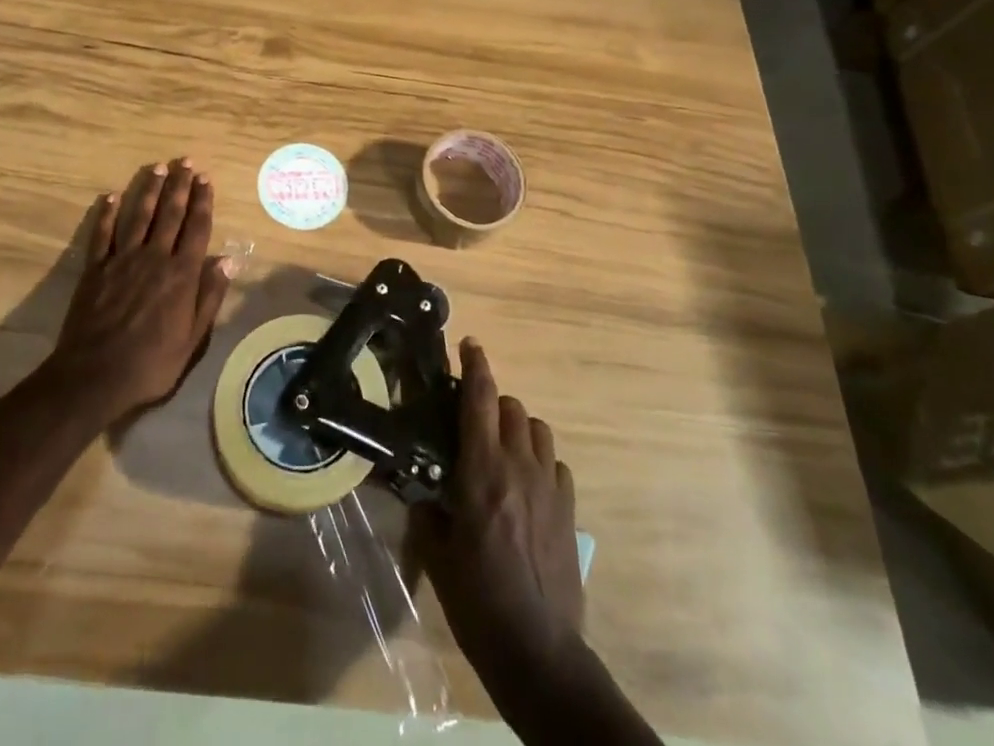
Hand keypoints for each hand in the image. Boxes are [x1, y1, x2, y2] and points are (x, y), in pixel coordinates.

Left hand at [45, 159, 231, 422]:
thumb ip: (209, 297)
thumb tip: (227, 261)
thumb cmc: (151, 363)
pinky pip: (102, 234)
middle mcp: (155, 258)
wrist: (95, 376)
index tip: (206, 179)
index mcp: (182, 274)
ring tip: (158, 168)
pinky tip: (112, 196)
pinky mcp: (96, 269)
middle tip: (185, 162)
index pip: (196, 228)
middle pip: (170, 214)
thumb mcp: (192, 339)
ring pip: (139, 216)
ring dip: (149, 190)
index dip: (202, 202)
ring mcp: (123, 260)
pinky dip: (107, 214)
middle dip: (180, 186)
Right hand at [416, 338, 583, 682]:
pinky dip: (540, 460)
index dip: (475, 364)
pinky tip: (528, 483)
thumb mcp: (438, 556)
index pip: (480, 398)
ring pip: (538, 428)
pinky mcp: (569, 509)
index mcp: (482, 469)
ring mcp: (549, 486)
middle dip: (491, 402)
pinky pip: (556, 464)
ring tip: (502, 448)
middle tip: (473, 420)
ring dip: (517, 427)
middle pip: (510, 406)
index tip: (469, 344)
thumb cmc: (478, 601)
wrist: (538, 650)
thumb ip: (429, 512)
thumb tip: (423, 492)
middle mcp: (518, 466)